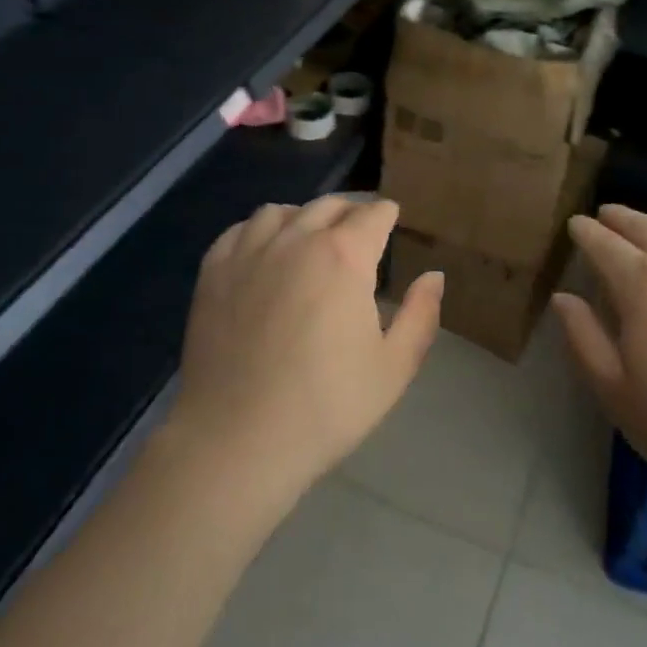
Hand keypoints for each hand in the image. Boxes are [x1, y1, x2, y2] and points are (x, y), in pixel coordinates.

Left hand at [170, 196, 441, 507]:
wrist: (237, 441)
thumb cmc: (326, 407)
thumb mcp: (393, 368)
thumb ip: (420, 315)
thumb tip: (433, 275)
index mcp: (345, 256)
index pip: (373, 214)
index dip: (387, 215)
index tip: (392, 221)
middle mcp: (297, 240)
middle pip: (329, 205)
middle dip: (350, 211)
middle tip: (359, 230)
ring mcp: (249, 253)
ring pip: (280, 211)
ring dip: (303, 216)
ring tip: (310, 237)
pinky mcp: (213, 273)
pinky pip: (239, 231)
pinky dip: (258, 231)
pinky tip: (264, 252)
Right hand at [553, 204, 646, 520]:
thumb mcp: (613, 388)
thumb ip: (582, 336)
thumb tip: (564, 297)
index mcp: (641, 283)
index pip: (604, 243)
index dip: (585, 231)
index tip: (574, 224)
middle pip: (644, 227)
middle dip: (619, 218)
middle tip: (604, 214)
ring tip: (641, 227)